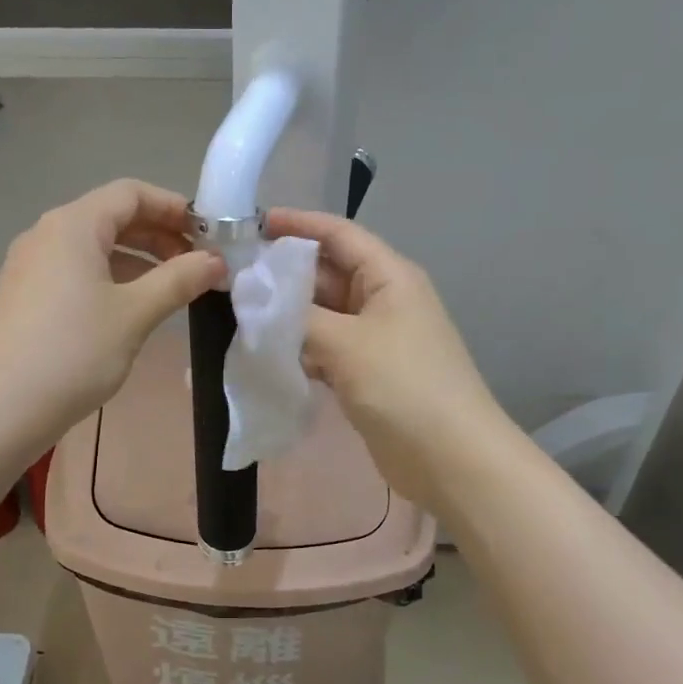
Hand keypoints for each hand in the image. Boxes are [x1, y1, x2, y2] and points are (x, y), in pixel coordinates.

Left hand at [0, 180, 224, 452]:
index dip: (174, 207)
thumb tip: (216, 261)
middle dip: (159, 235)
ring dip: (137, 261)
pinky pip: (75, 272)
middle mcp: (46, 235)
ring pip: (94, 248)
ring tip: (171, 290)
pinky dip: (110, 280)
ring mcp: (29, 267)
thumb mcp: (134, 315)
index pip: (131, 193)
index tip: (209, 235)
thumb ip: (178, 280)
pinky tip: (130, 311)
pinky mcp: (23, 297)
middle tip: (197, 265)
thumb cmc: (72, 353)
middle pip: (111, 217)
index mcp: (72, 225)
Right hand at [265, 208, 503, 509]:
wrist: (450, 458)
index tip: (251, 225)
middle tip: (231, 277)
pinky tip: (266, 352)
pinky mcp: (366, 372)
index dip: (297, 224)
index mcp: (389, 277)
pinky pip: (325, 347)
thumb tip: (254, 299)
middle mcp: (383, 299)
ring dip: (287, 314)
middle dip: (283, 274)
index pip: (338, 234)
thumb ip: (295, 317)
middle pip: (326, 274)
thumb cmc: (404, 386)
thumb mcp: (346, 343)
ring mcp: (375, 338)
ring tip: (238, 312)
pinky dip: (298, 347)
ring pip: (322, 314)